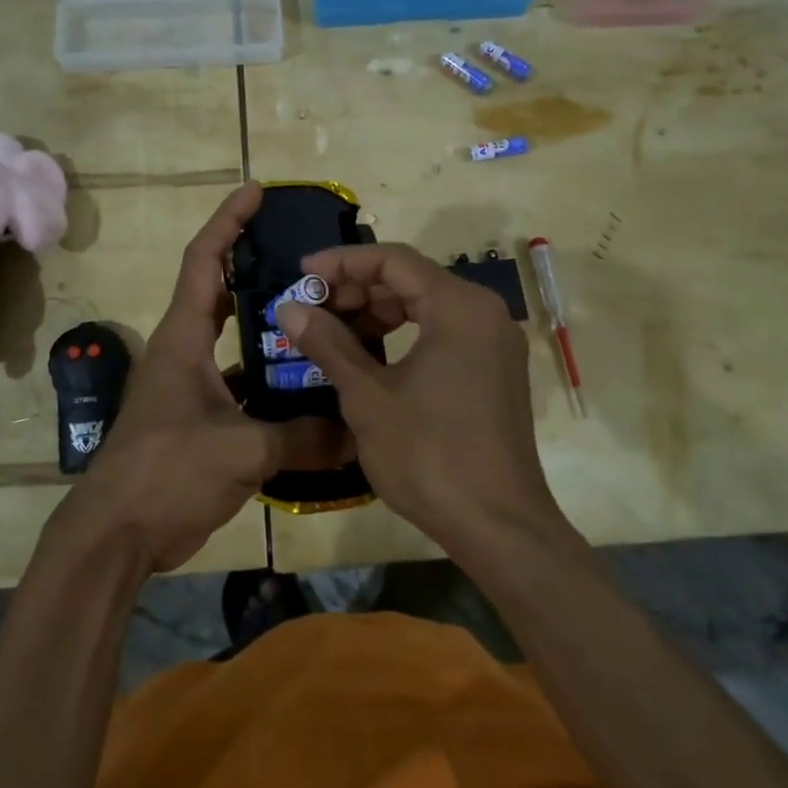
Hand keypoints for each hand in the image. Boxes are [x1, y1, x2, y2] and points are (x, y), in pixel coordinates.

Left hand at [58, 183, 344, 573]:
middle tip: (308, 256)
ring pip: (238, 341)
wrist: (117, 534)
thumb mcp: (240, 450)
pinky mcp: (202, 419)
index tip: (256, 191)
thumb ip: (302, 437)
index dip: (228, 221)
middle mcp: (187, 351)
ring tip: (322, 317)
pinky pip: (245, 386)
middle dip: (258, 267)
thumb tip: (358, 434)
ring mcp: (193, 386)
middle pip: (223, 292)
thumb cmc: (166, 472)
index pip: (205, 260)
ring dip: (271, 329)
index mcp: (184, 337)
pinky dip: (273, 382)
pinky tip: (311, 388)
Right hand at [274, 243, 568, 559]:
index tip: (302, 274)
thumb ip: (328, 343)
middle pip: (412, 280)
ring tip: (334, 334)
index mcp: (459, 307)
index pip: (393, 260)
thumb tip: (289, 307)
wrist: (498, 527)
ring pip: (427, 307)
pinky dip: (405, 336)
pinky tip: (371, 358)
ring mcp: (495, 343)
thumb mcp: (367, 397)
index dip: (342, 262)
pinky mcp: (495, 371)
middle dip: (358, 290)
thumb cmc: (429, 455)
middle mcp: (484, 313)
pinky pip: (444, 333)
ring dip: (378, 314)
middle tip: (313, 309)